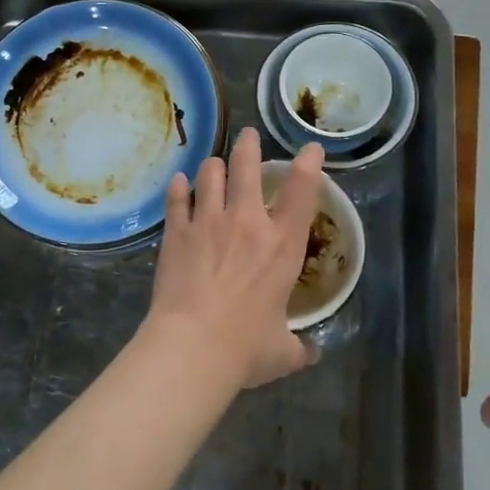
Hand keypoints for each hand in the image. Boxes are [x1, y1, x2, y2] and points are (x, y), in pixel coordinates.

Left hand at [144, 128, 325, 389]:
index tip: (311, 149)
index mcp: (282, 246)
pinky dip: (179, 187)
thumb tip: (313, 353)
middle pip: (248, 166)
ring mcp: (207, 222)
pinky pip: (177, 198)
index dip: (310, 164)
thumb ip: (300, 347)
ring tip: (213, 164)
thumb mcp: (283, 351)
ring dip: (213, 165)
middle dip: (250, 145)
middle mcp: (247, 222)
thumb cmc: (245, 348)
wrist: (191, 347)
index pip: (303, 191)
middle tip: (248, 136)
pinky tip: (178, 183)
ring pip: (210, 173)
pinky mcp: (176, 231)